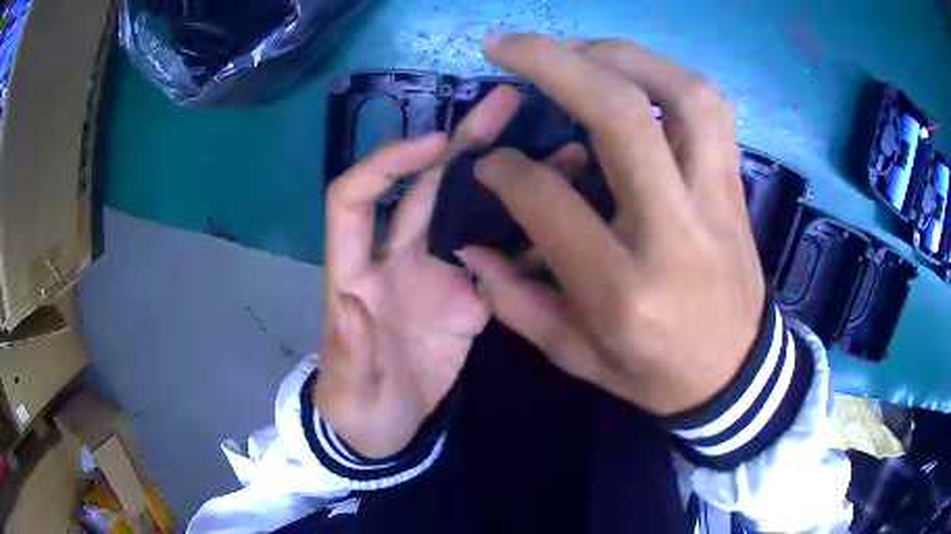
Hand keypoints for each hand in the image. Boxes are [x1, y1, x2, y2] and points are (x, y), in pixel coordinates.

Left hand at [316, 87, 523, 457]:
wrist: (384, 429)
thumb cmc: (355, 406)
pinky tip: (562, 208)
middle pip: (427, 189)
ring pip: (471, 212)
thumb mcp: (348, 387)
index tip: (433, 142)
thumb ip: (348, 348)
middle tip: (504, 103)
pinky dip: (528, 230)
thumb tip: (350, 301)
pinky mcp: (471, 299)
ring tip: (553, 146)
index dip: (386, 164)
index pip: (354, 198)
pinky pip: (501, 256)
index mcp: (354, 273)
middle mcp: (397, 259)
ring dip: (506, 176)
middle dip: (462, 143)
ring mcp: (439, 275)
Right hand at [456, 34, 765, 415]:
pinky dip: (666, 73)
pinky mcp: (735, 186)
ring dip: (618, 54)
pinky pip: (710, 107)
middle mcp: (675, 231)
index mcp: (624, 289)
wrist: (736, 374)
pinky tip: (631, 73)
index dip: (504, 168)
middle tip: (505, 44)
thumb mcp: (577, 358)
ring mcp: (715, 199)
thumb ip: (517, 302)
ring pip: (682, 94)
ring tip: (573, 49)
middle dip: (553, 63)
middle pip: (622, 117)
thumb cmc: (655, 373)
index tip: (486, 162)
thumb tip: (471, 244)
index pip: (550, 200)